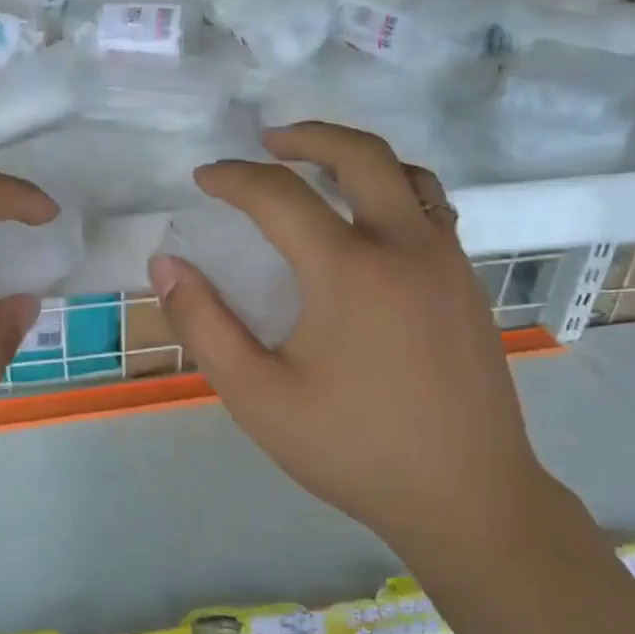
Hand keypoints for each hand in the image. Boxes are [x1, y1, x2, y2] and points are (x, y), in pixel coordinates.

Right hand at [147, 122, 544, 546]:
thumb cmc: (354, 449)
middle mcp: (406, 247)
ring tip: (320, 168)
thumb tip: (165, 265)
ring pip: (409, 174)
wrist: (467, 497)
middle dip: (307, 136)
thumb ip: (204, 325)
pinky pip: (432, 209)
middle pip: (360, 155)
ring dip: (358, 158)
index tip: (205, 178)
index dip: (235, 178)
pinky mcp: (469, 284)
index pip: (280, 195)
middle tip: (268, 142)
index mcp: (350, 270)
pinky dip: (394, 190)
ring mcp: (448, 262)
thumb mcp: (258, 396)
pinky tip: (371, 223)